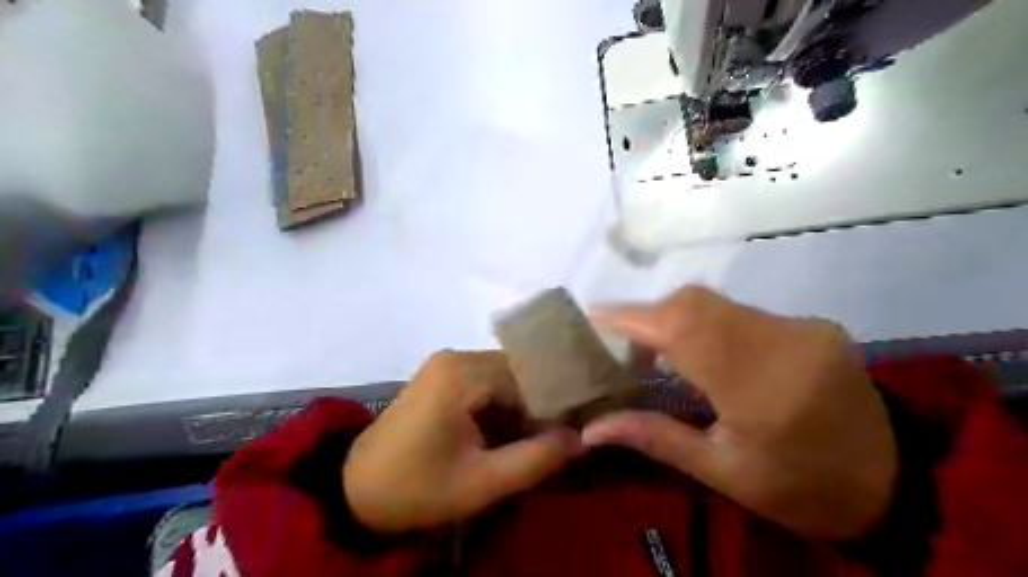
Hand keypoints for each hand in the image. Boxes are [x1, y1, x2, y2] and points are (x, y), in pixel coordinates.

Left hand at [345, 350, 581, 534]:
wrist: (355, 490)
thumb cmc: (417, 488)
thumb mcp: (483, 482)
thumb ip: (537, 458)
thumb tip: (580, 437)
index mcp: (463, 373)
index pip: (530, 377)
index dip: (554, 405)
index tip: (571, 433)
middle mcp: (456, 356)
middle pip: (518, 373)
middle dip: (537, 406)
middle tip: (552, 440)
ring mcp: (446, 363)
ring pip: (504, 377)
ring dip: (520, 406)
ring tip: (530, 439)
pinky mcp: (440, 375)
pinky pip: (485, 381)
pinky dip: (500, 404)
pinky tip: (503, 432)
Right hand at [581, 288, 896, 539]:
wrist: (895, 483)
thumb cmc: (800, 489)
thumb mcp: (722, 472)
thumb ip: (655, 438)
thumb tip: (593, 429)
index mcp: (759, 389)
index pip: (683, 331)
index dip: (633, 317)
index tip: (593, 314)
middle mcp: (782, 343)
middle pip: (696, 303)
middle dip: (650, 315)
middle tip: (628, 346)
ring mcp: (801, 327)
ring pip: (716, 302)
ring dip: (676, 317)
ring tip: (658, 352)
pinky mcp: (811, 324)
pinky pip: (739, 310)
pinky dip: (706, 322)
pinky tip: (702, 351)